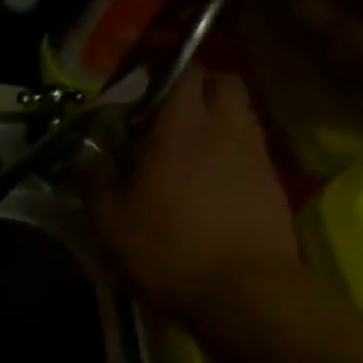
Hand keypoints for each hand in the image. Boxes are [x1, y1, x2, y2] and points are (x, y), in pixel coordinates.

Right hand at [87, 65, 299, 316]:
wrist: (242, 291)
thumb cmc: (167, 248)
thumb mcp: (108, 219)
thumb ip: (95, 179)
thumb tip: (90, 160)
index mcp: (181, 126)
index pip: (183, 70)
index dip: (162, 73)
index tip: (140, 93)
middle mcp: (225, 126)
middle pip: (222, 81)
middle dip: (196, 87)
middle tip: (166, 116)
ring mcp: (255, 153)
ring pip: (239, 113)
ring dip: (214, 119)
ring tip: (186, 151)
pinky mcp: (273, 181)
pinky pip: (249, 147)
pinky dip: (228, 151)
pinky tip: (208, 182)